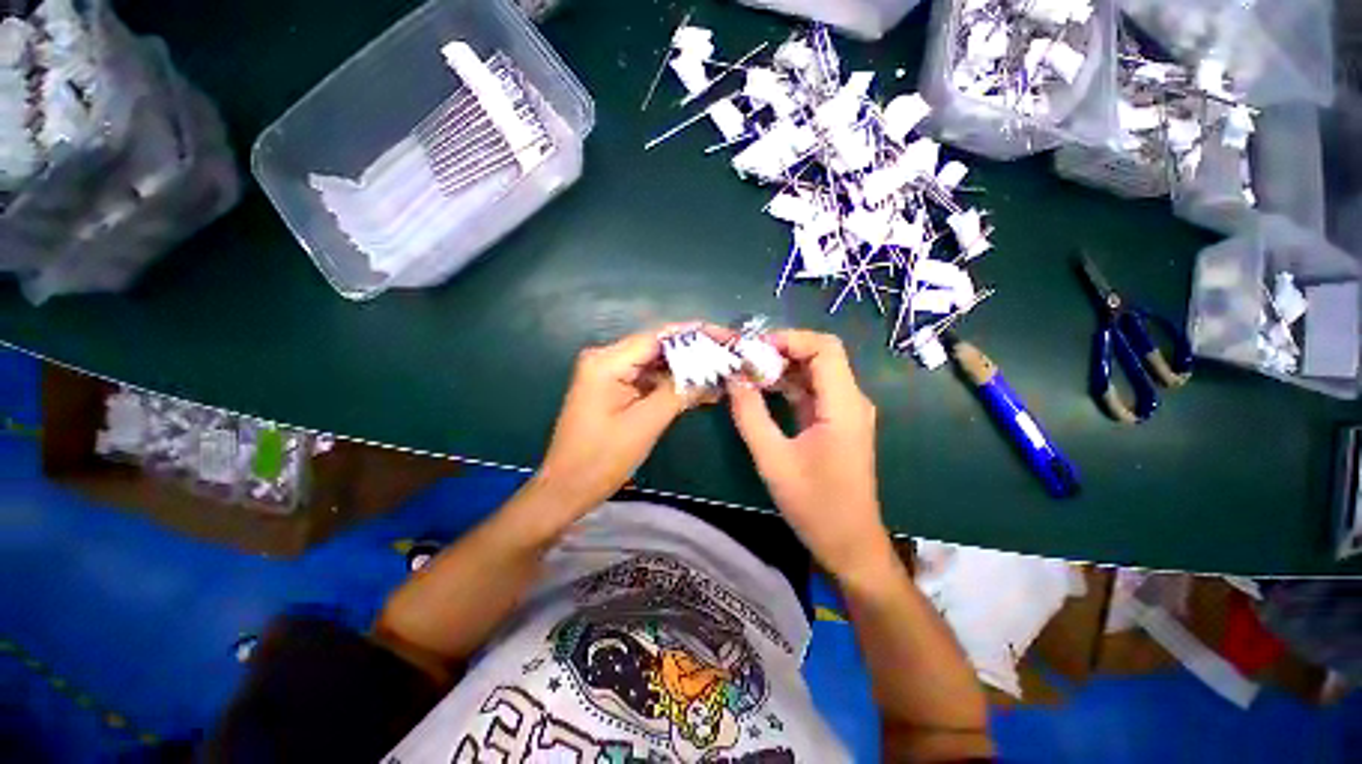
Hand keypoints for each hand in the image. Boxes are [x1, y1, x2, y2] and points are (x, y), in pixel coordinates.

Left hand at [534, 325, 707, 518]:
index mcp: (607, 362)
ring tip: (721, 372)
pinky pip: (648, 379)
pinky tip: (699, 389)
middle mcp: (606, 359)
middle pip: (657, 348)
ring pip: (655, 364)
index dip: (694, 335)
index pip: (657, 337)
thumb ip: (678, 393)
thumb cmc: (601, 459)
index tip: (725, 336)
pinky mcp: (614, 388)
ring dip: (685, 370)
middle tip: (728, 356)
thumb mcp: (645, 424)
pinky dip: (672, 384)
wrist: (567, 487)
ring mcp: (608, 373)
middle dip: (693, 352)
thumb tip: (711, 373)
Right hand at [727, 330, 891, 577]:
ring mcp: (844, 411)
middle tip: (744, 361)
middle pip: (819, 355)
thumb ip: (751, 415)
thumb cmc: (815, 505)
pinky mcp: (835, 422)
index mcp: (843, 405)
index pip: (824, 348)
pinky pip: (812, 391)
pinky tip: (761, 391)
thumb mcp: (773, 459)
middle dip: (780, 351)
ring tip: (747, 373)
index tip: (754, 349)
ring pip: (814, 372)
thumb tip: (734, 378)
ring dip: (781, 368)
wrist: (848, 543)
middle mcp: (850, 400)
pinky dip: (787, 385)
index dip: (789, 339)